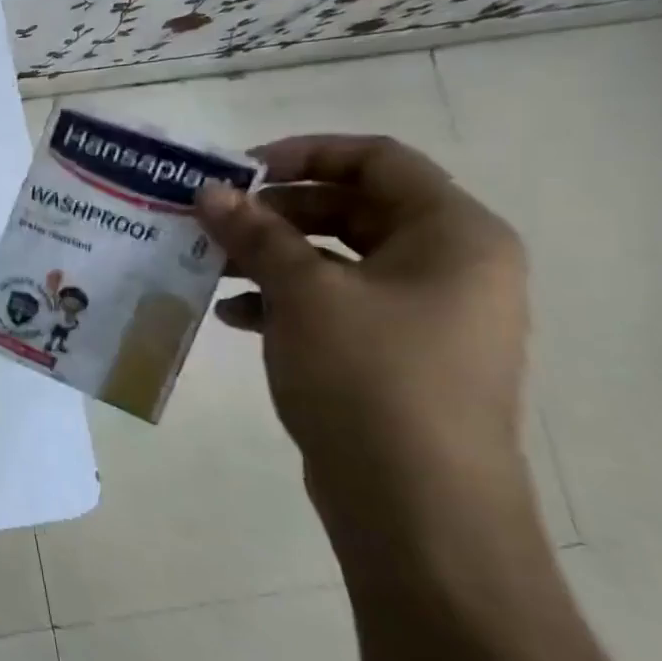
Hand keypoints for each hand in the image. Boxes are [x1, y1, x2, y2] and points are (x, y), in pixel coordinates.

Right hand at [195, 135, 531, 550]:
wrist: (417, 507)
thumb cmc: (372, 378)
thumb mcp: (304, 293)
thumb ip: (256, 233)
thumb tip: (209, 191)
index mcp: (453, 235)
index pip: (378, 160)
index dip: (305, 153)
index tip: (238, 171)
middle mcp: (448, 266)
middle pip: (353, 207)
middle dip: (276, 210)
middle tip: (212, 218)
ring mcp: (422, 314)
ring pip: (336, 258)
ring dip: (270, 254)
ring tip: (209, 263)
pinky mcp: (393, 354)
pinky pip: (333, 303)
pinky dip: (282, 299)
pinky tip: (233, 313)